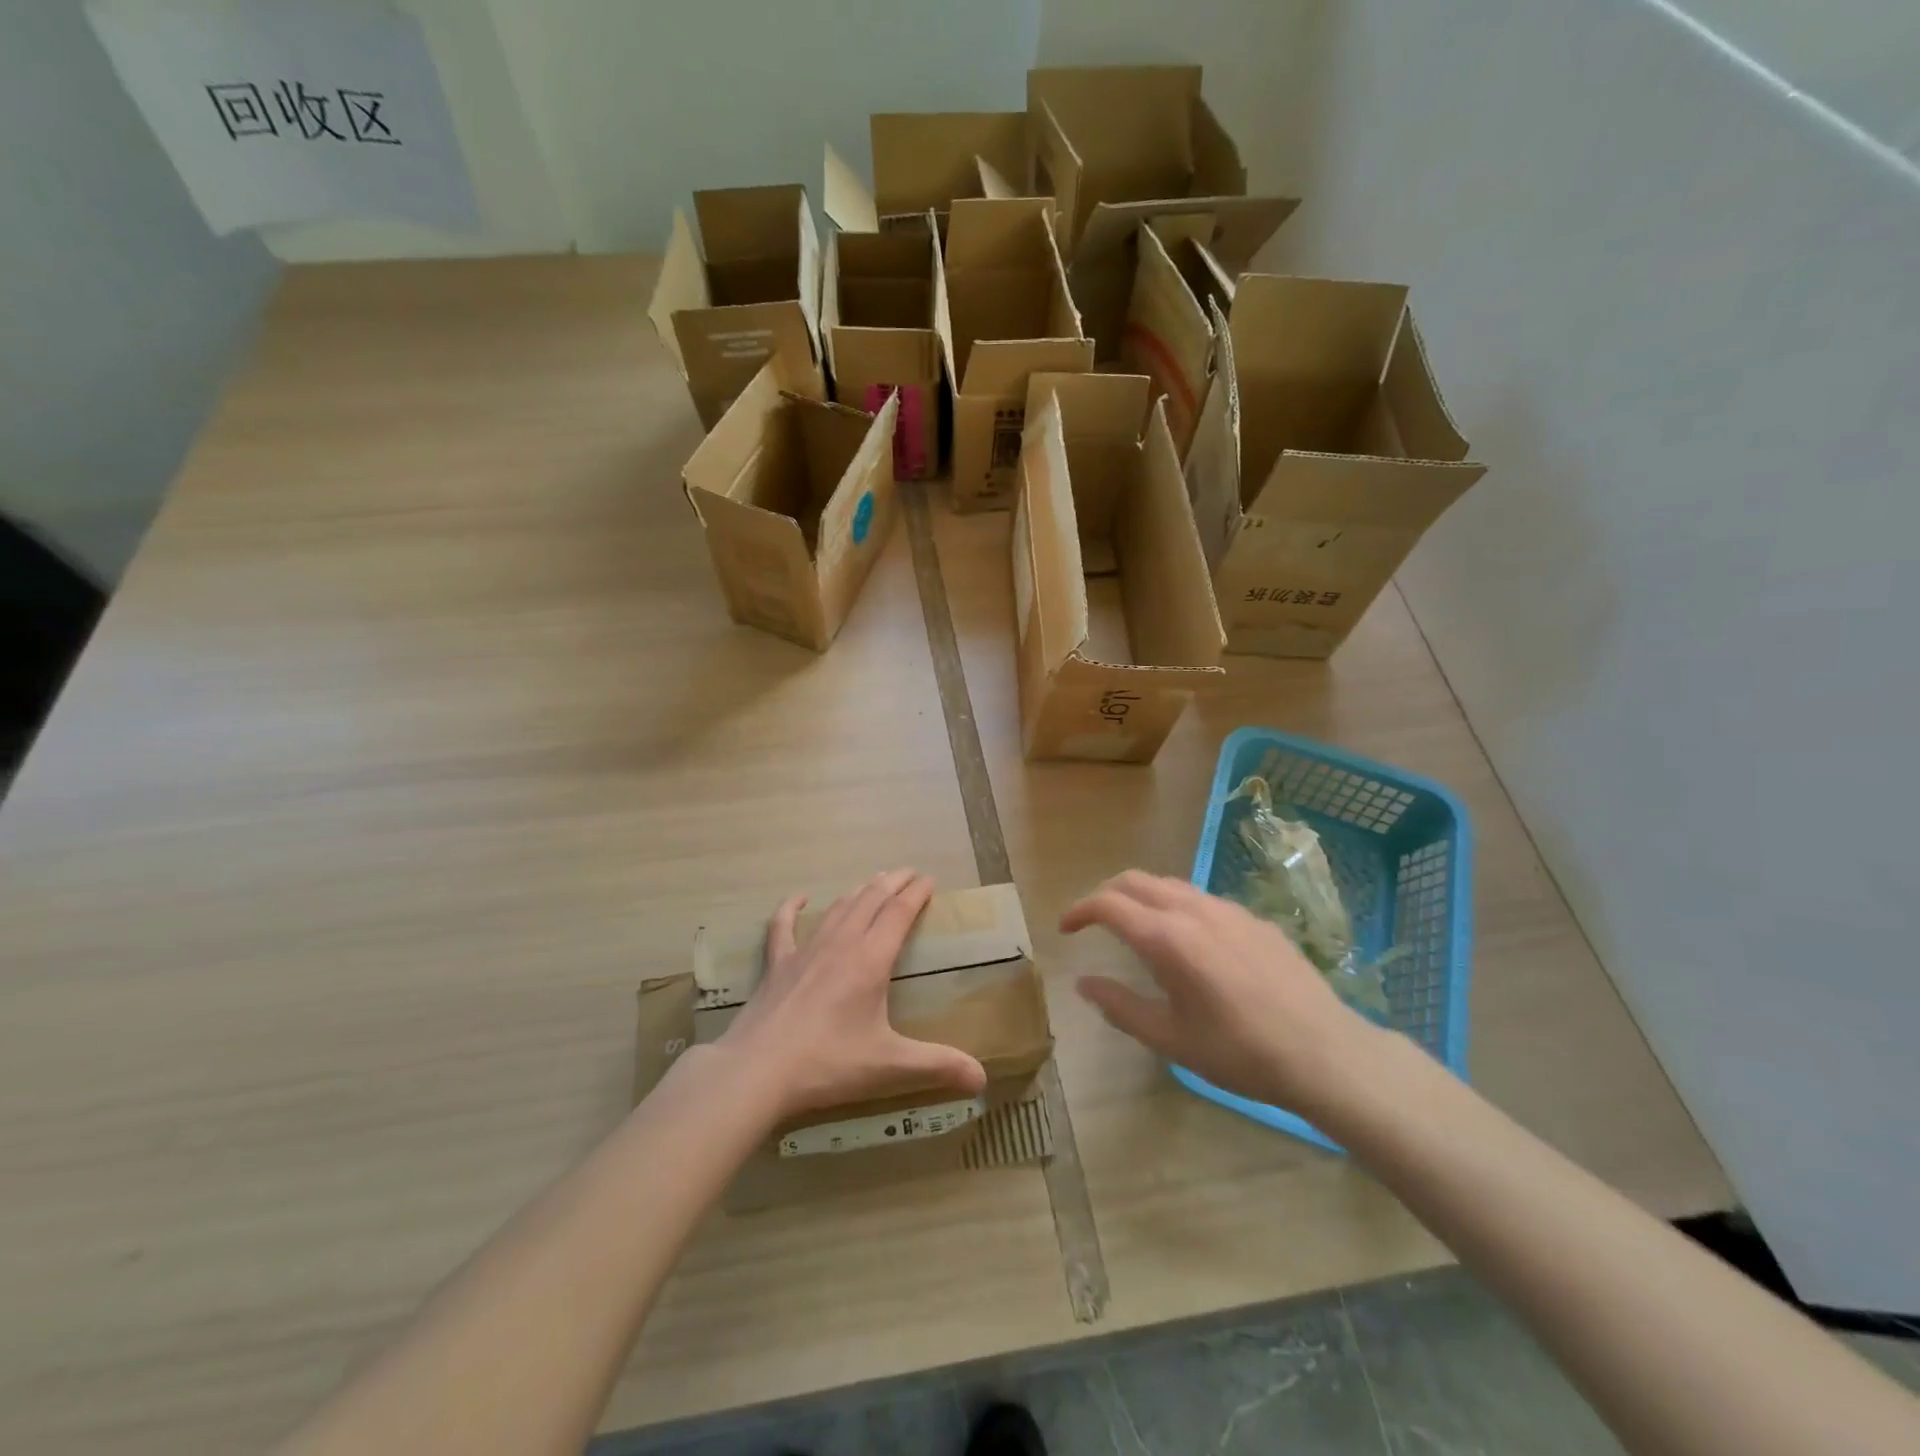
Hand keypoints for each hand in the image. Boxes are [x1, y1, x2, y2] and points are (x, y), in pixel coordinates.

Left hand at [718, 869, 987, 1122]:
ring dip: (859, 891)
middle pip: (871, 899)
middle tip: (908, 873)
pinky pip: (784, 925)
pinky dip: (792, 907)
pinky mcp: (777, 964)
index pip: (899, 912)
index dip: (916, 893)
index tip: (929, 880)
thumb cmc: (829, 1063)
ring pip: (838, 908)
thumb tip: (983, 1079)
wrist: (758, 1070)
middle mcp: (841, 943)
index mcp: (871, 959)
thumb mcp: (890, 1066)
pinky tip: (800, 898)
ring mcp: (805, 950)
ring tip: (873, 883)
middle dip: (893, 882)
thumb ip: (937, 1066)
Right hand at [1062, 871, 1381, 1117]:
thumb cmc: (1240, 1052)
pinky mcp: (1255, 919)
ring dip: (1142, 897)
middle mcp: (1194, 910)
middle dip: (1106, 894)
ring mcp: (1229, 910)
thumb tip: (1083, 983)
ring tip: (1135, 928)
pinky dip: (1177, 907)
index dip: (1079, 910)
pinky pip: (1203, 900)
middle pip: (1135, 881)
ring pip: (1170, 885)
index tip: (1065, 929)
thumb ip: (1120, 1007)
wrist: (1325, 1052)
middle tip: (1092, 921)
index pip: (1108, 904)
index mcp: (1167, 937)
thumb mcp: (1170, 1039)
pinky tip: (1189, 942)